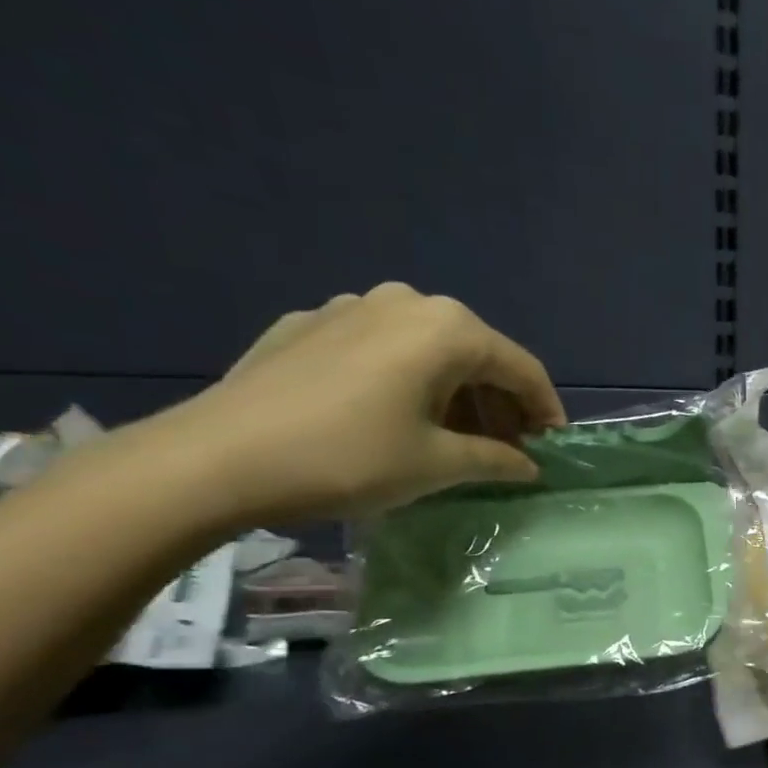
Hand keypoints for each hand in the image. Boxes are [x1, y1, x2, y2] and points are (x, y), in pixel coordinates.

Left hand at [164, 282, 565, 524]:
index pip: (521, 368)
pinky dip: (406, 382)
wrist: (215, 459)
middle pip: (475, 354)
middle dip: (499, 404)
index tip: (552, 447)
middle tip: (508, 449)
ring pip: (427, 350)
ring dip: (454, 394)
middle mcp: (404, 302)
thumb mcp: (438, 465)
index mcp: (446, 329)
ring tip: (456, 439)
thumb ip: (496, 460)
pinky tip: (395, 420)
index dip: (545, 410)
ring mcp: (349, 308)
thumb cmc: (349, 458)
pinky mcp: (308, 326)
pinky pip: (380, 350)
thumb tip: (528, 465)